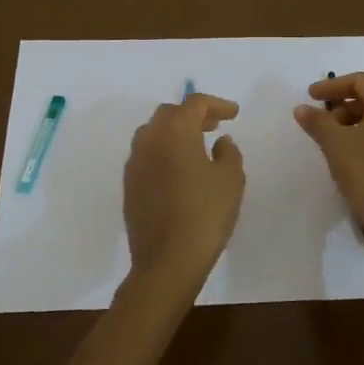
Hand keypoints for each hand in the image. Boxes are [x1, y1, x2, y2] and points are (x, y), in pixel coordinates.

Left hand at [122, 93, 245, 293]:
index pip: (195, 103)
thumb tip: (220, 141)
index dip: (217, 104)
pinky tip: (179, 169)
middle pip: (170, 113)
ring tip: (197, 146)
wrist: (166, 261)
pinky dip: (164, 151)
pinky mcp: (129, 184)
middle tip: (214, 125)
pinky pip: (147, 155)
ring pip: (154, 133)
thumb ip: (229, 152)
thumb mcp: (230, 180)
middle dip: (193, 114)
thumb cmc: (204, 215)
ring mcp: (134, 162)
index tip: (234, 114)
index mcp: (175, 131)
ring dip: (176, 132)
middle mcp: (149, 139)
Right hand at [294, 72, 363, 258]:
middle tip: (321, 118)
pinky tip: (352, 155)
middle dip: (343, 104)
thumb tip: (302, 108)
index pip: (361, 80)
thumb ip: (317, 121)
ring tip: (333, 139)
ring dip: (355, 121)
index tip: (310, 95)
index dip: (333, 84)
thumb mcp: (335, 145)